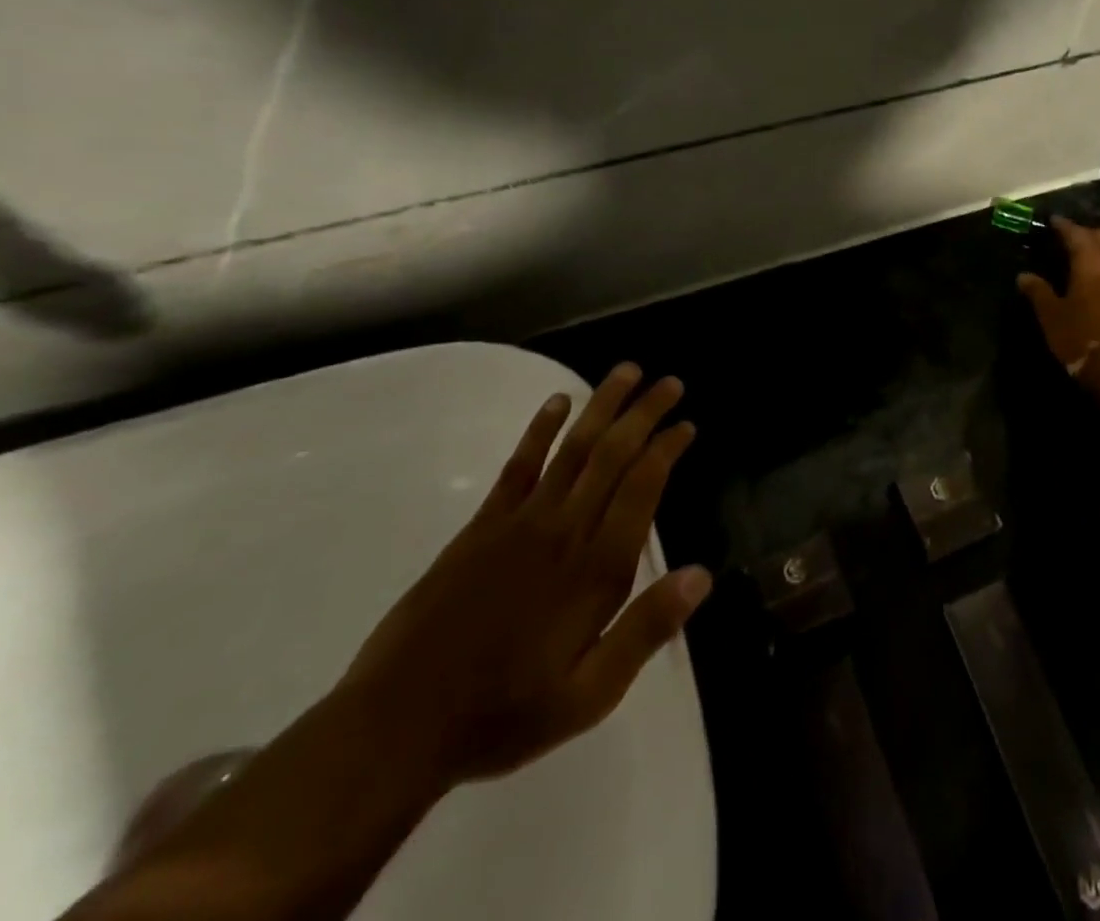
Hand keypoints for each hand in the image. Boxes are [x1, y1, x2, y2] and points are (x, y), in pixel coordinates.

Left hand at [339, 363, 711, 787]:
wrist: (397, 727)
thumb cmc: (505, 714)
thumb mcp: (589, 695)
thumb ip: (646, 630)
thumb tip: (702, 575)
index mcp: (596, 570)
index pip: (642, 488)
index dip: (667, 449)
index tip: (687, 424)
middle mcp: (564, 531)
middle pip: (612, 455)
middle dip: (644, 414)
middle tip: (670, 382)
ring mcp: (520, 522)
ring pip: (572, 448)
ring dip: (602, 406)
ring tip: (626, 372)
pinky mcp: (481, 526)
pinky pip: (518, 465)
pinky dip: (540, 429)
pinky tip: (557, 402)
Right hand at [1017, 216, 1099, 374]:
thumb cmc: (1082, 339)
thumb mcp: (1052, 317)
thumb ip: (1039, 293)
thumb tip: (1023, 276)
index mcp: (1091, 263)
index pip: (1076, 235)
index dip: (1064, 226)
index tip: (1054, 221)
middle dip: (1089, 233)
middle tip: (1075, 237)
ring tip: (1097, 255)